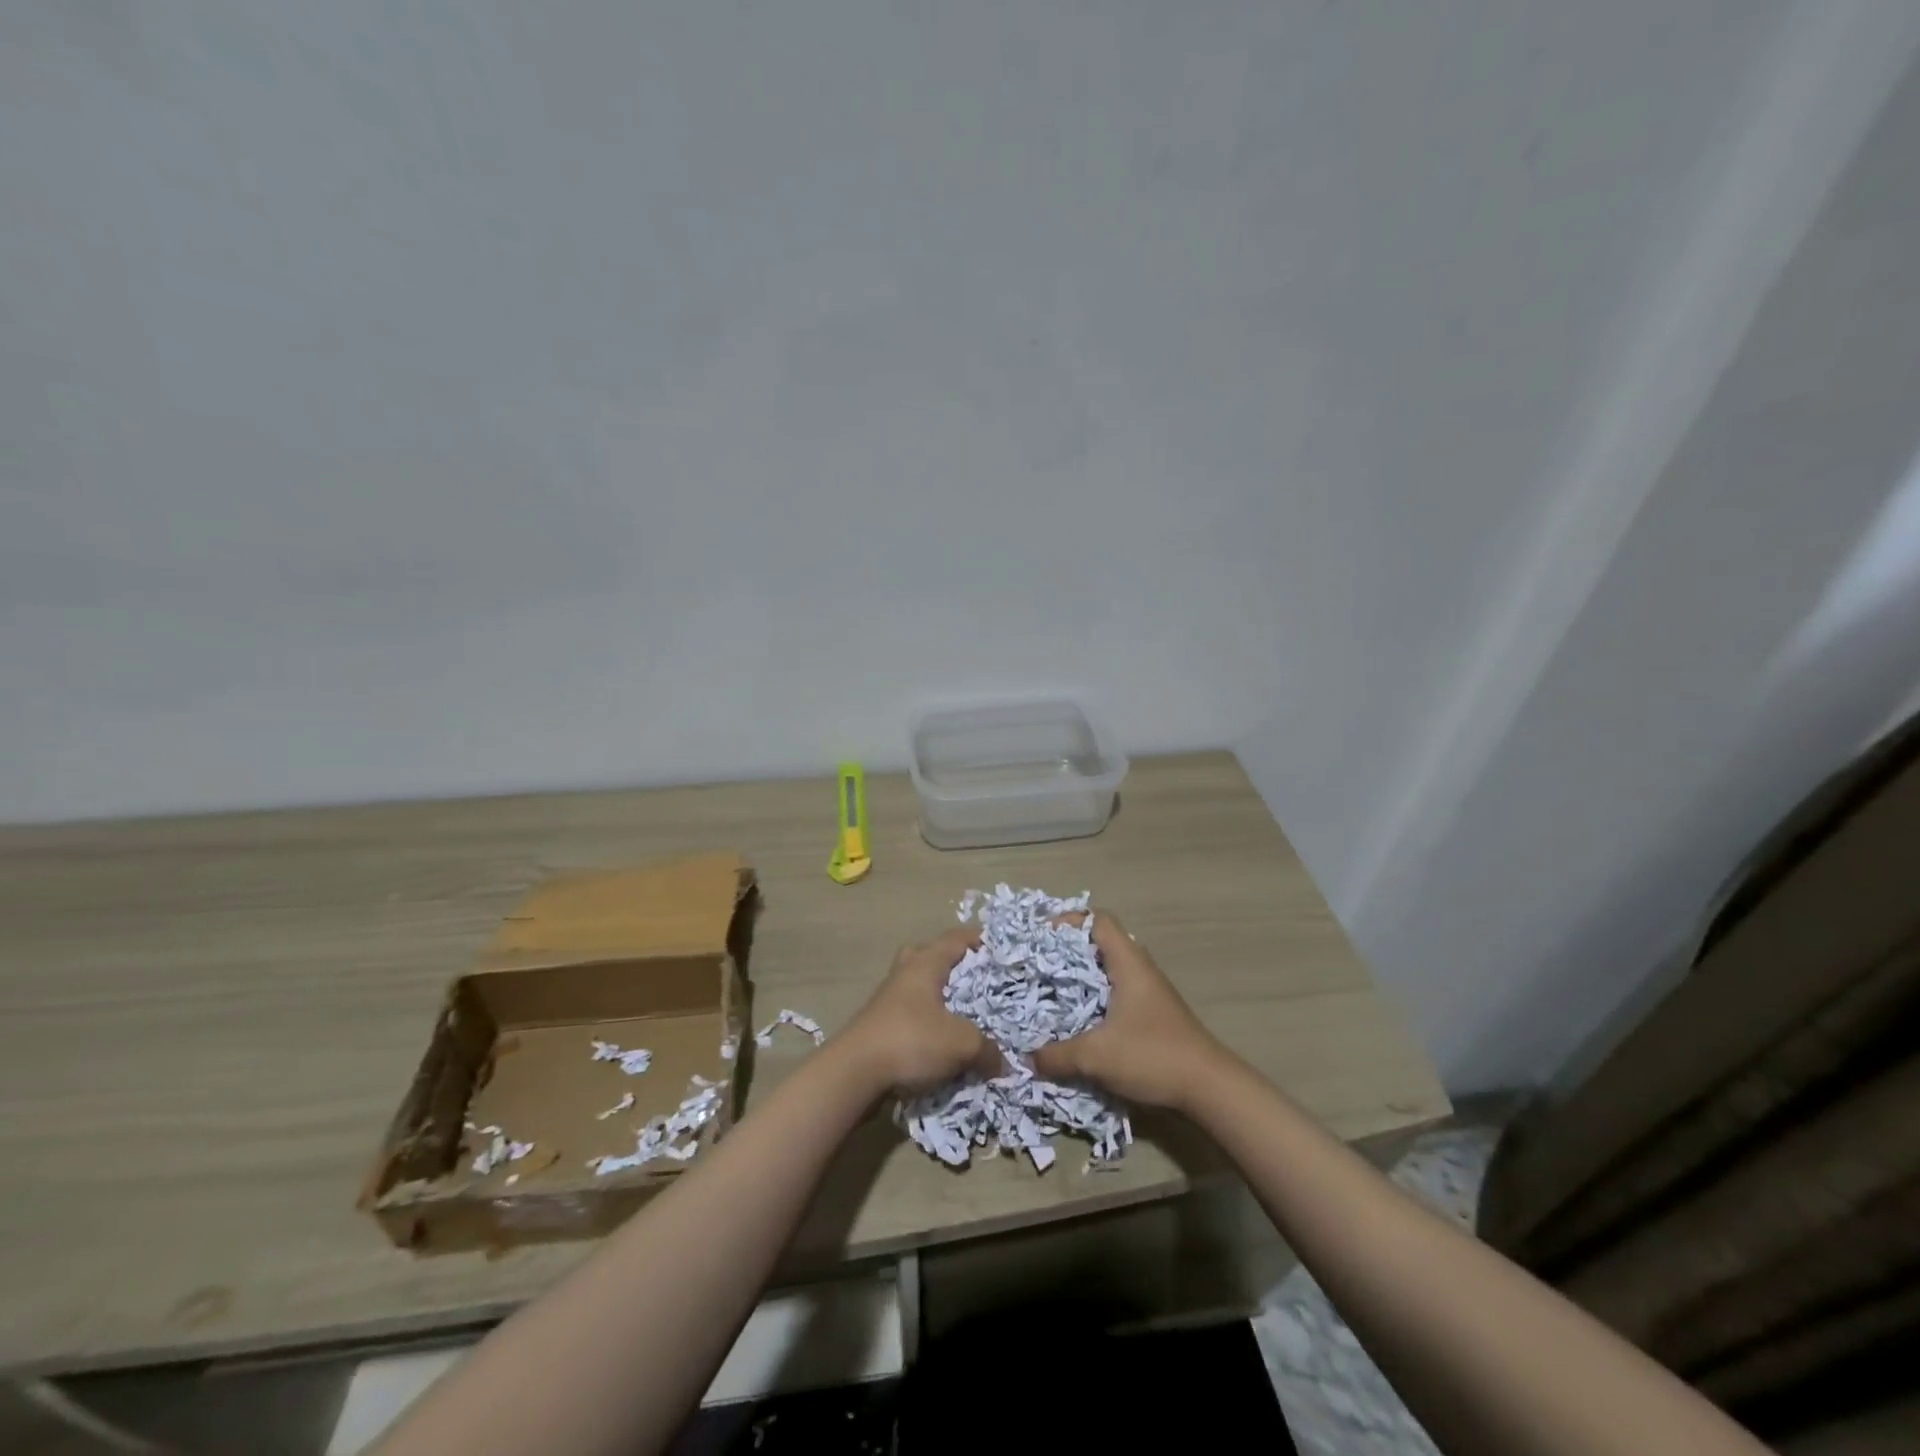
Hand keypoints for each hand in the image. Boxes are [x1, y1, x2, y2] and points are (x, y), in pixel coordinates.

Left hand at [838, 926, 1002, 1096]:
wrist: (854, 1073)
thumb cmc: (911, 1040)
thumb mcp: (961, 1044)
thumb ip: (987, 1049)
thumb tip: (1002, 1062)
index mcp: (926, 962)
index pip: (957, 938)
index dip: (981, 940)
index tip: (1003, 950)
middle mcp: (906, 972)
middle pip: (933, 955)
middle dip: (957, 966)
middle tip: (980, 981)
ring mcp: (890, 998)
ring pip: (921, 986)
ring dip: (942, 997)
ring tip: (966, 1014)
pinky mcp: (881, 1024)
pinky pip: (913, 1013)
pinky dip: (930, 1021)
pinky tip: (945, 1042)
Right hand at [1029, 909, 1226, 1109]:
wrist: (1210, 1088)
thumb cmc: (1152, 1055)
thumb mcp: (1096, 1056)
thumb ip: (1058, 1056)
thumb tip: (1028, 1058)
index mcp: (1128, 964)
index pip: (1099, 920)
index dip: (1069, 920)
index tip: (1042, 936)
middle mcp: (1140, 970)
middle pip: (1102, 944)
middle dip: (1069, 953)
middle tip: (1041, 966)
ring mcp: (1149, 993)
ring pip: (1109, 972)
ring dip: (1083, 980)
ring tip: (1054, 994)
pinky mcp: (1153, 1016)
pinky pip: (1117, 995)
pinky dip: (1095, 1001)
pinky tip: (1080, 1023)